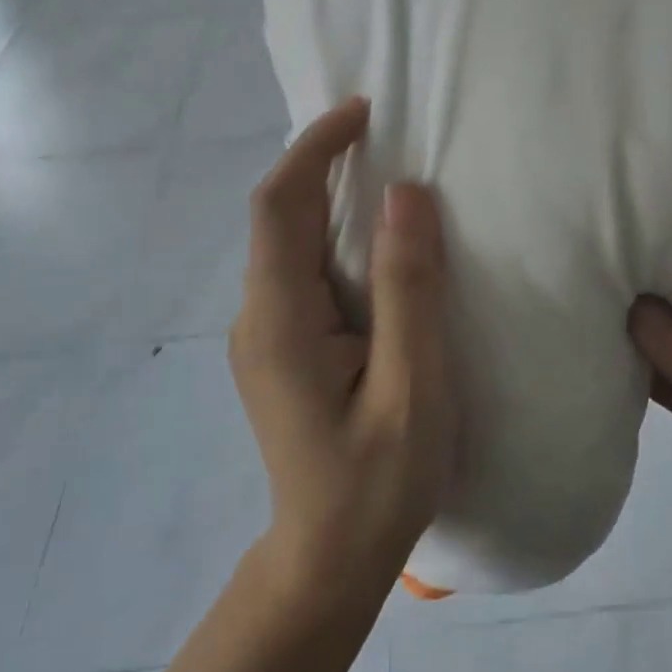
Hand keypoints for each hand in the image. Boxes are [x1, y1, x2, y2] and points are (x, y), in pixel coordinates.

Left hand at [229, 99, 454, 607]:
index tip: (363, 112)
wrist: (328, 560)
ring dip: (332, 196)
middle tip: (386, 131)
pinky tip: (380, 241)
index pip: (281, 205)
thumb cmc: (378, 483)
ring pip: (291, 241)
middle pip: (280, 216)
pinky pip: (305, 269)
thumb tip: (406, 194)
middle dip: (323, 162)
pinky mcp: (283, 347)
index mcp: (281, 322)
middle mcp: (258, 317)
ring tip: (389, 171)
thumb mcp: (412, 387)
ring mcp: (265, 334)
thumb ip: (408, 290)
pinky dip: (337, 234)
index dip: (315, 148)